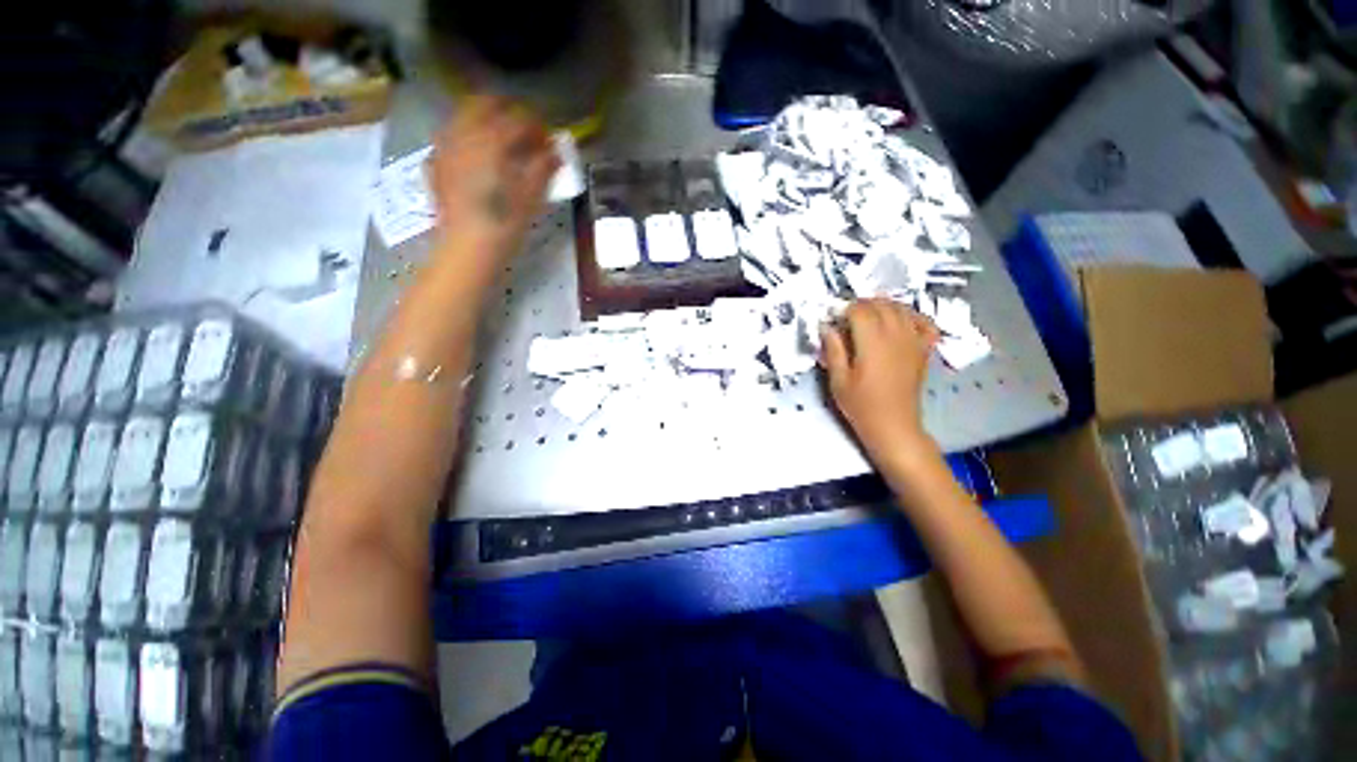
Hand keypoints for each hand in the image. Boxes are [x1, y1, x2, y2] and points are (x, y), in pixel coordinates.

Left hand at [429, 95, 559, 258]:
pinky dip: (466, 139)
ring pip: (463, 117)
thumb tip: (555, 153)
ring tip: (499, 141)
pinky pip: (450, 138)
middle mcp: (465, 134)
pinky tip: (476, 157)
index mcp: (493, 140)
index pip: (519, 119)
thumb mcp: (532, 197)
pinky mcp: (437, 163)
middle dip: (505, 110)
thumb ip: (544, 168)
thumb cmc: (506, 223)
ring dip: (483, 121)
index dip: (537, 126)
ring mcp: (446, 147)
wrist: (469, 246)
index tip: (548, 140)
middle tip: (522, 129)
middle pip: (484, 104)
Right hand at [821, 300, 940, 466]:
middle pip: (881, 304)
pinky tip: (899, 321)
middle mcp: (895, 336)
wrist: (893, 425)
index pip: (860, 310)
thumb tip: (826, 326)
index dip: (844, 309)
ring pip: (901, 308)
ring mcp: (913, 341)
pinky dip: (911, 315)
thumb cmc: (861, 405)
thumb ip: (833, 349)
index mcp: (872, 343)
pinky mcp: (923, 349)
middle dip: (861, 305)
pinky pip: (923, 322)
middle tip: (846, 318)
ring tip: (868, 317)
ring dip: (883, 306)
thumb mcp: (838, 379)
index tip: (833, 319)